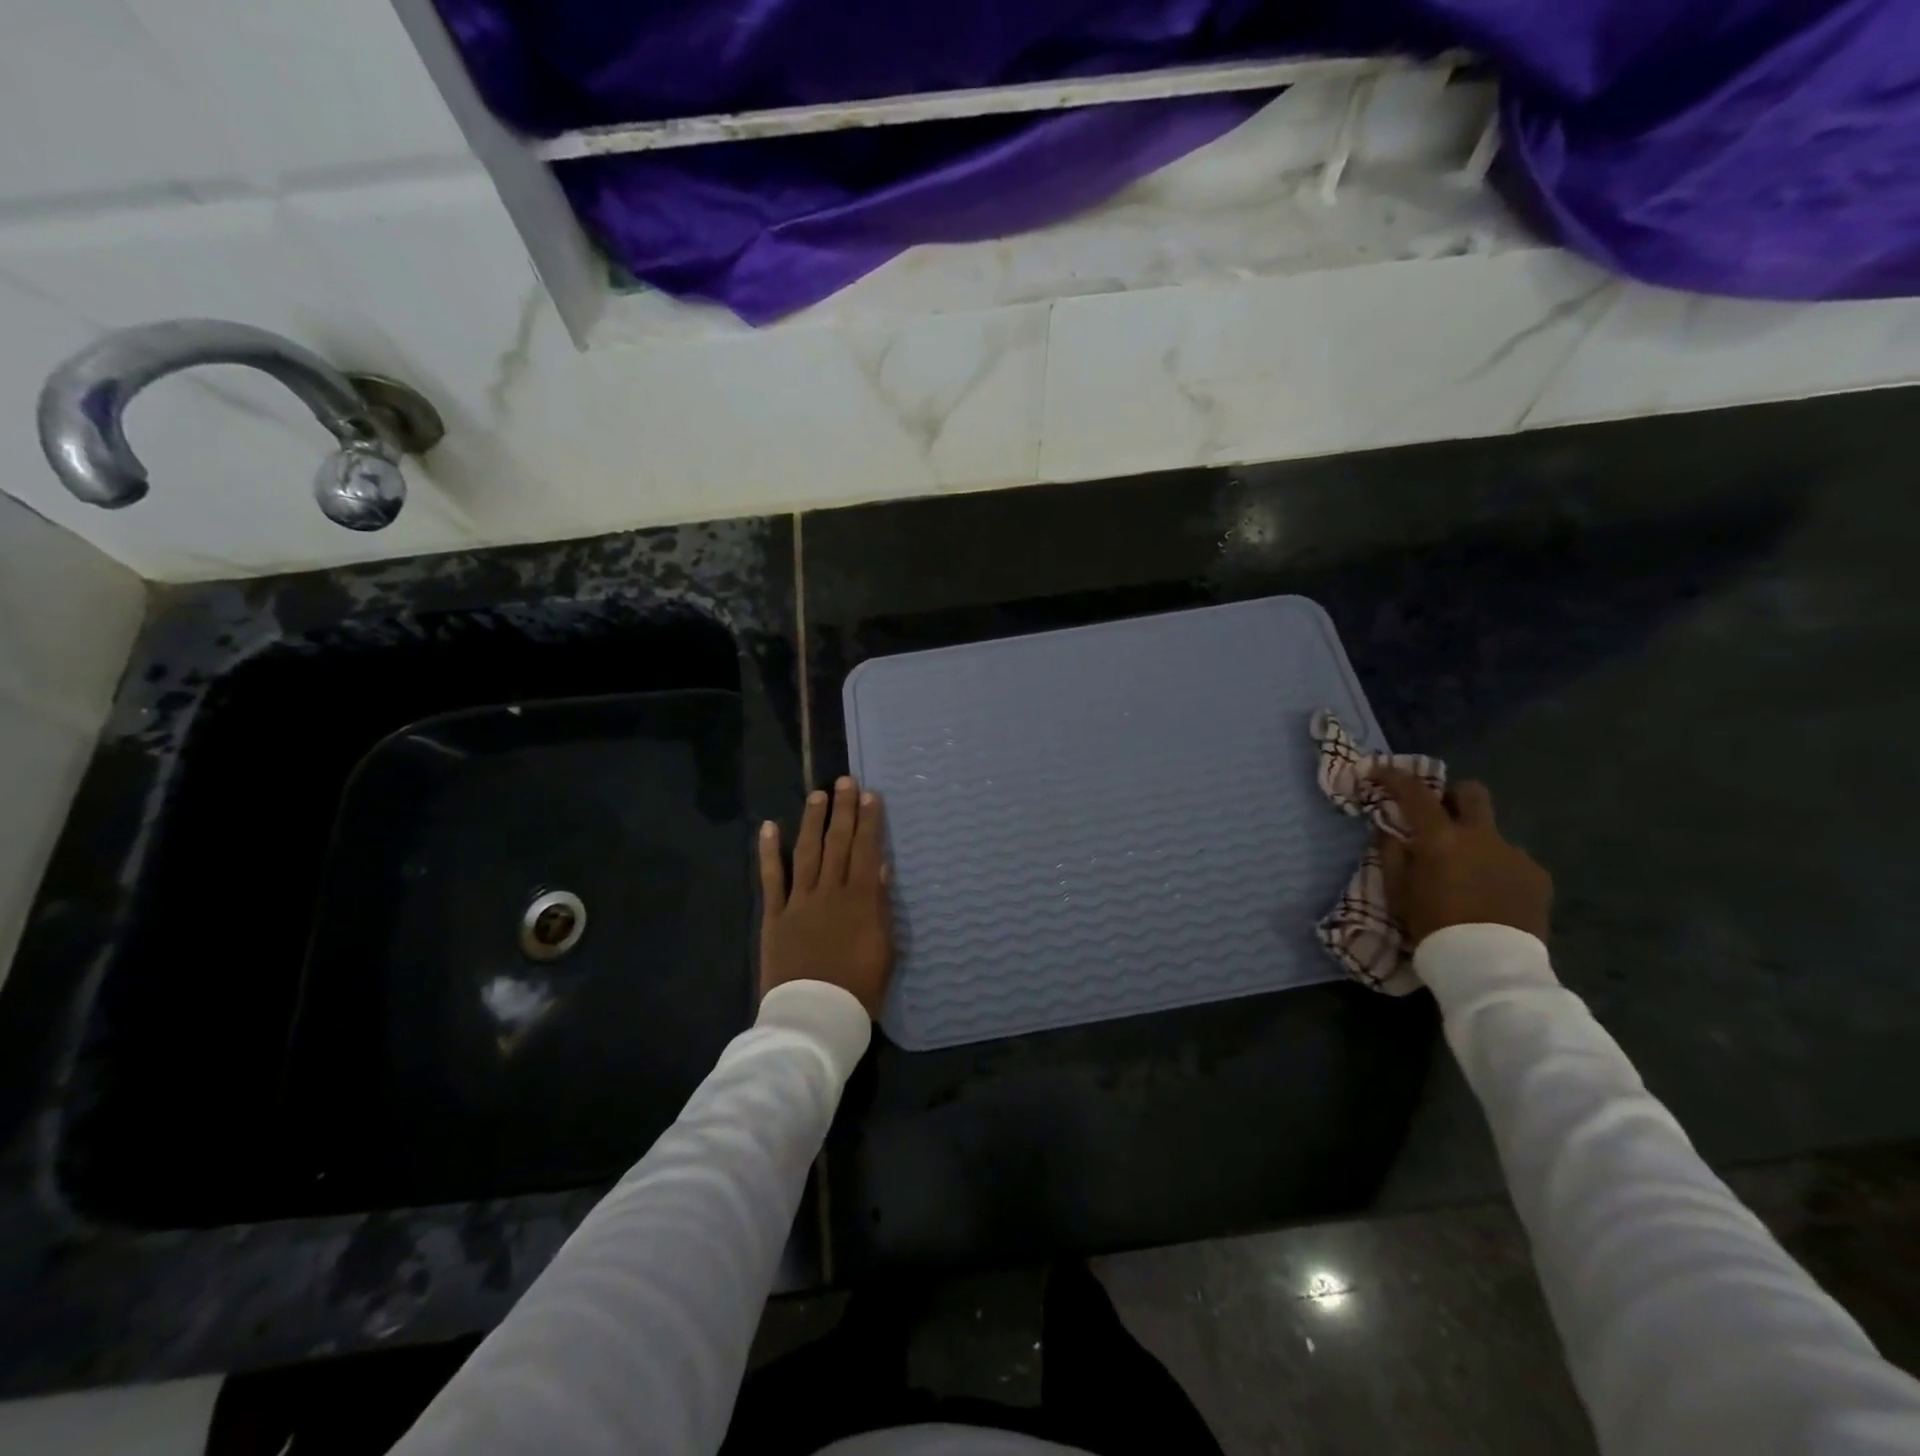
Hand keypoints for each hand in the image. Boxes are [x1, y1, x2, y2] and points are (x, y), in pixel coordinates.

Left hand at [758, 777, 893, 1016]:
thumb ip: (881, 905)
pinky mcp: (775, 916)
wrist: (815, 1016)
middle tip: (845, 781)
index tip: (870, 795)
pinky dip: (770, 852)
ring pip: (807, 852)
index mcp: (860, 900)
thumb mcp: (885, 949)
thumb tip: (879, 866)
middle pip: (837, 843)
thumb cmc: (859, 988)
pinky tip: (770, 827)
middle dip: (842, 810)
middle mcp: (829, 892)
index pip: (865, 849)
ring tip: (818, 795)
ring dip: (812, 821)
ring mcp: (799, 902)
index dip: (868, 821)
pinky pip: (771, 878)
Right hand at [1368, 767, 1552, 947]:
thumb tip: (1389, 832)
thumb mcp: (1398, 893)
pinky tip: (1491, 895)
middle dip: (1453, 796)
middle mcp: (1481, 836)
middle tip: (1439, 816)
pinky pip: (1512, 861)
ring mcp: (1515, 854)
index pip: (1414, 793)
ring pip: (1492, 833)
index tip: (1379, 771)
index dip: (1394, 776)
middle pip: (1472, 793)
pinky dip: (1497, 869)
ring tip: (1468, 874)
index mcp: (1440, 839)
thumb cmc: (1433, 927)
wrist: (1490, 966)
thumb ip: (1393, 856)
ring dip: (1476, 843)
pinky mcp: (1538, 876)